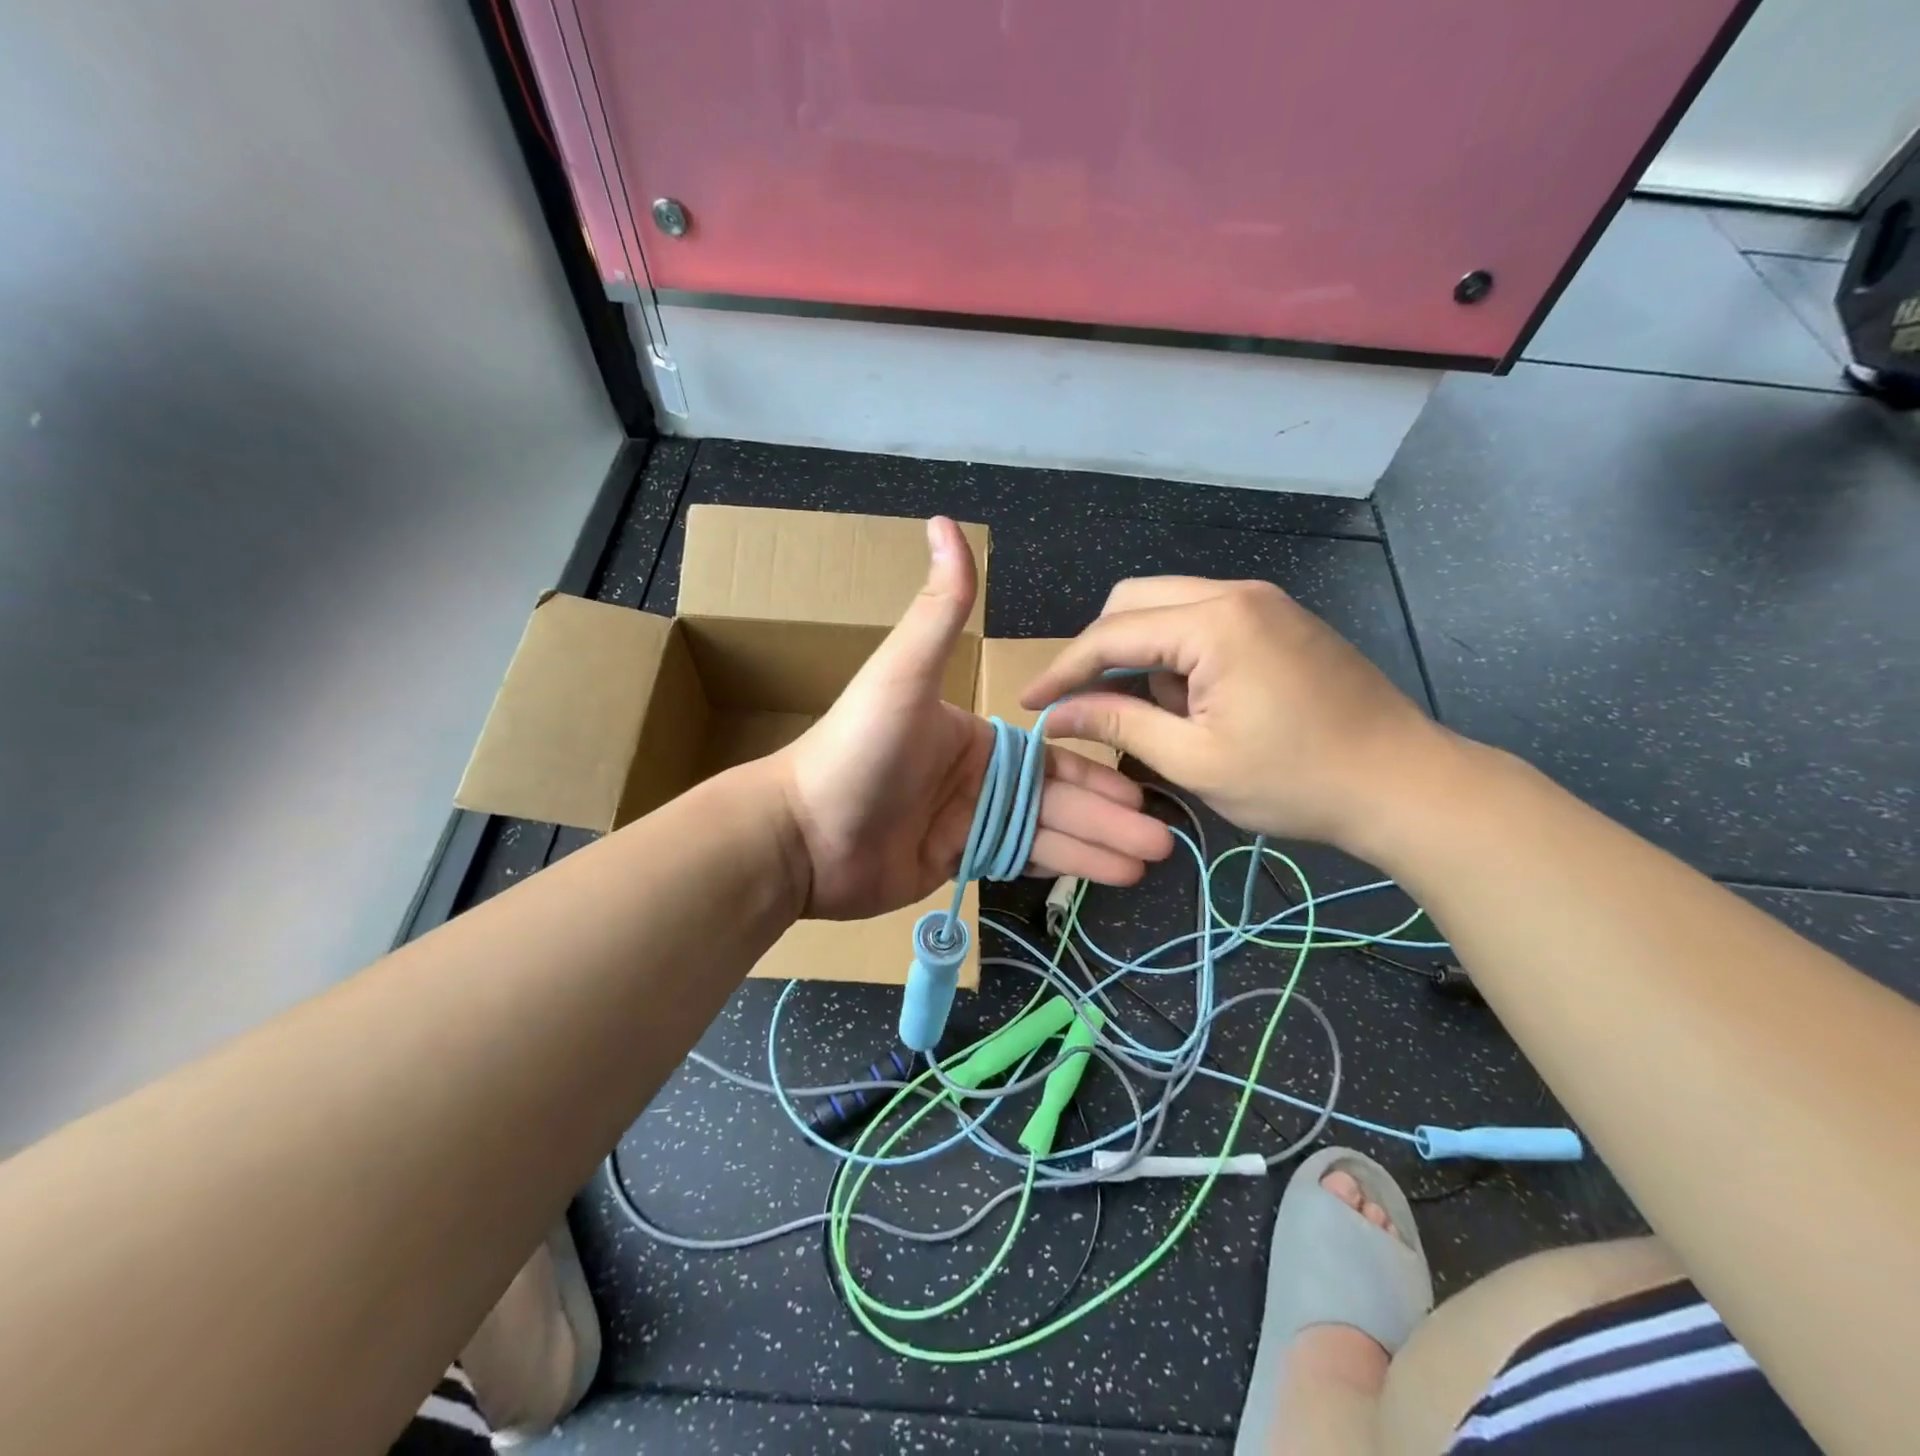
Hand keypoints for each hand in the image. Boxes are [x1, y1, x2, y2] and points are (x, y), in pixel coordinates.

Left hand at [775, 519, 1173, 920]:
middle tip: (1165, 838)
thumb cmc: (857, 750)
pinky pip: (1020, 861)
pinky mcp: (955, 862)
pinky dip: (1062, 868)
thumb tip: (945, 521)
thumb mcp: (903, 674)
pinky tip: (1105, 876)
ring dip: (1099, 846)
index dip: (1098, 772)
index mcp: (975, 735)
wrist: (802, 836)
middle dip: (1112, 817)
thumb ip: (938, 609)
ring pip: (1047, 832)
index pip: (1051, 753)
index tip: (1144, 788)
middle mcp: (978, 776)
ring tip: (1151, 860)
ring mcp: (967, 822)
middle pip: (1058, 796)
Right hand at [1021, 577, 1448, 850]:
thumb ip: (1119, 724)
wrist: (1406, 784)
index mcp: (1214, 622)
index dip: (1063, 670)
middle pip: (1134, 602)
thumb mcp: (1194, 760)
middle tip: (1087, 704)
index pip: (1111, 634)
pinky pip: (1204, 619)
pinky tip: (1194, 701)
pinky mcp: (1279, 619)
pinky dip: (1178, 653)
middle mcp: (1235, 593)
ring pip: (1168, 607)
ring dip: (1143, 654)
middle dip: (1101, 652)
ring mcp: (1263, 601)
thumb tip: (1056, 715)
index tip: (1029, 702)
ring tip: (1159, 714)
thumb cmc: (1296, 780)